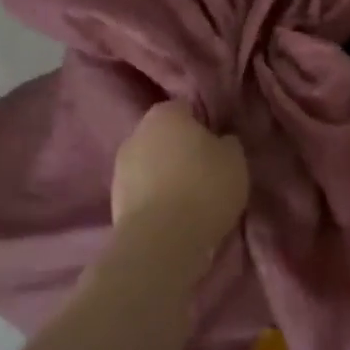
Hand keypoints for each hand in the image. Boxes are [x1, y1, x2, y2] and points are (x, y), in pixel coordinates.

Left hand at [110, 101, 248, 259]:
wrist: (161, 240)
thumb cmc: (204, 187)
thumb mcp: (235, 159)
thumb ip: (227, 143)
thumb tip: (219, 141)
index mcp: (165, 113)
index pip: (187, 108)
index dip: (203, 125)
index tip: (217, 145)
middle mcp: (137, 133)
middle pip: (165, 136)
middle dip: (181, 149)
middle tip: (206, 170)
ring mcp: (120, 167)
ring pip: (151, 164)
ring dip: (166, 175)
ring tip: (190, 198)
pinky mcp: (114, 200)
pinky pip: (143, 191)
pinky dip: (156, 198)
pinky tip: (173, 215)